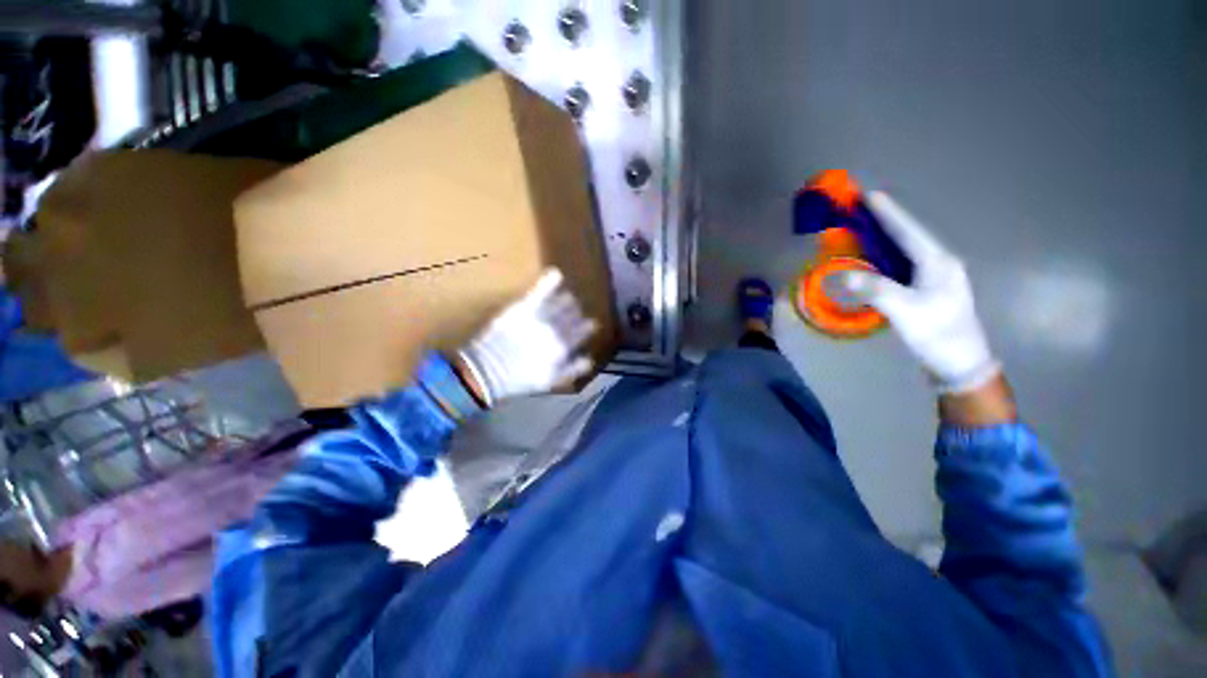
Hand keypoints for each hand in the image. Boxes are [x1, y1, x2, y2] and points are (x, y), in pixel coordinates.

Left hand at [458, 268, 597, 405]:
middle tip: (574, 311)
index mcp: (562, 347)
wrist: (487, 371)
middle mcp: (556, 330)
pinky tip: (556, 273)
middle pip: (571, 316)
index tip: (589, 324)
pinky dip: (549, 282)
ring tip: (567, 298)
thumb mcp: (550, 381)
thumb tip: (589, 359)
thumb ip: (572, 369)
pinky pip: (540, 292)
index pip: (581, 331)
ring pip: (560, 303)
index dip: (586, 327)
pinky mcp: (523, 309)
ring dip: (566, 301)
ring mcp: (540, 318)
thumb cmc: (519, 379)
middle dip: (575, 314)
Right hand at [842, 192, 999, 393]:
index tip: (869, 194)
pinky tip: (872, 260)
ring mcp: (934, 277)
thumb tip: (844, 274)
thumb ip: (877, 290)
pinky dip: (884, 258)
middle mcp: (938, 264)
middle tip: (858, 211)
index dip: (888, 213)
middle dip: (883, 222)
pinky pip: (902, 265)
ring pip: (905, 251)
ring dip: (882, 239)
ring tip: (860, 230)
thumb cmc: (938, 335)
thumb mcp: (906, 312)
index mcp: (938, 263)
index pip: (908, 231)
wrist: (961, 363)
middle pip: (907, 237)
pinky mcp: (927, 290)